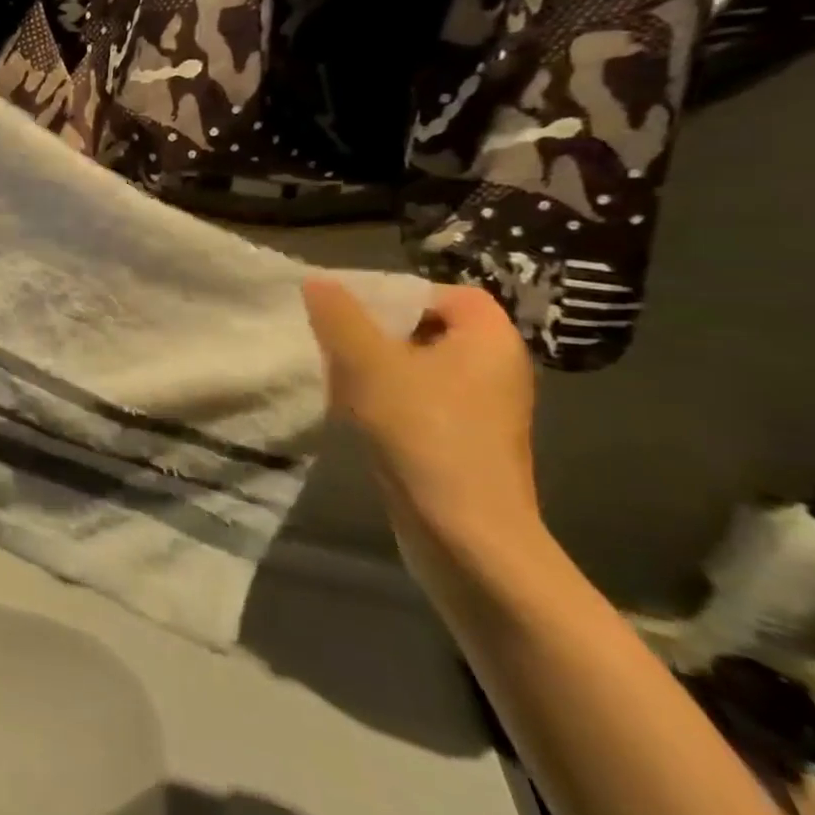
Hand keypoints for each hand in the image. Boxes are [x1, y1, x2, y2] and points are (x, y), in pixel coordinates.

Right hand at [302, 278, 542, 565]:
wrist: (463, 534)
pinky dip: (387, 401)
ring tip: (337, 378)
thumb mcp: (368, 363)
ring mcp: (482, 411)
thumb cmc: (422, 433)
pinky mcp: (464, 443)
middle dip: (377, 332)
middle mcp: (496, 370)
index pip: (446, 292)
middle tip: (334, 342)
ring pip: (419, 368)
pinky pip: (421, 402)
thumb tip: (317, 280)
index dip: (398, 293)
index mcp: (489, 341)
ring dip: (375, 368)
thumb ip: (340, 316)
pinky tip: (354, 416)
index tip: (351, 311)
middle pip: (428, 329)